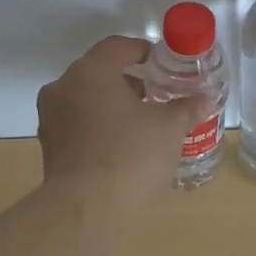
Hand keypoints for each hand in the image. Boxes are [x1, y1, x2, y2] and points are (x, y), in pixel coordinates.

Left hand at [36, 36, 201, 205]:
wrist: (86, 210)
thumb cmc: (131, 156)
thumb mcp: (169, 128)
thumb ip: (187, 108)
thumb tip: (205, 99)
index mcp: (91, 72)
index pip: (118, 46)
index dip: (144, 51)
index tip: (165, 66)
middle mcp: (63, 87)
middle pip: (99, 71)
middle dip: (130, 81)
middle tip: (158, 96)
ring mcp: (51, 117)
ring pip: (86, 98)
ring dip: (113, 104)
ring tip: (142, 123)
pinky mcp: (49, 146)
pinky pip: (78, 123)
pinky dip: (98, 125)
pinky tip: (122, 145)